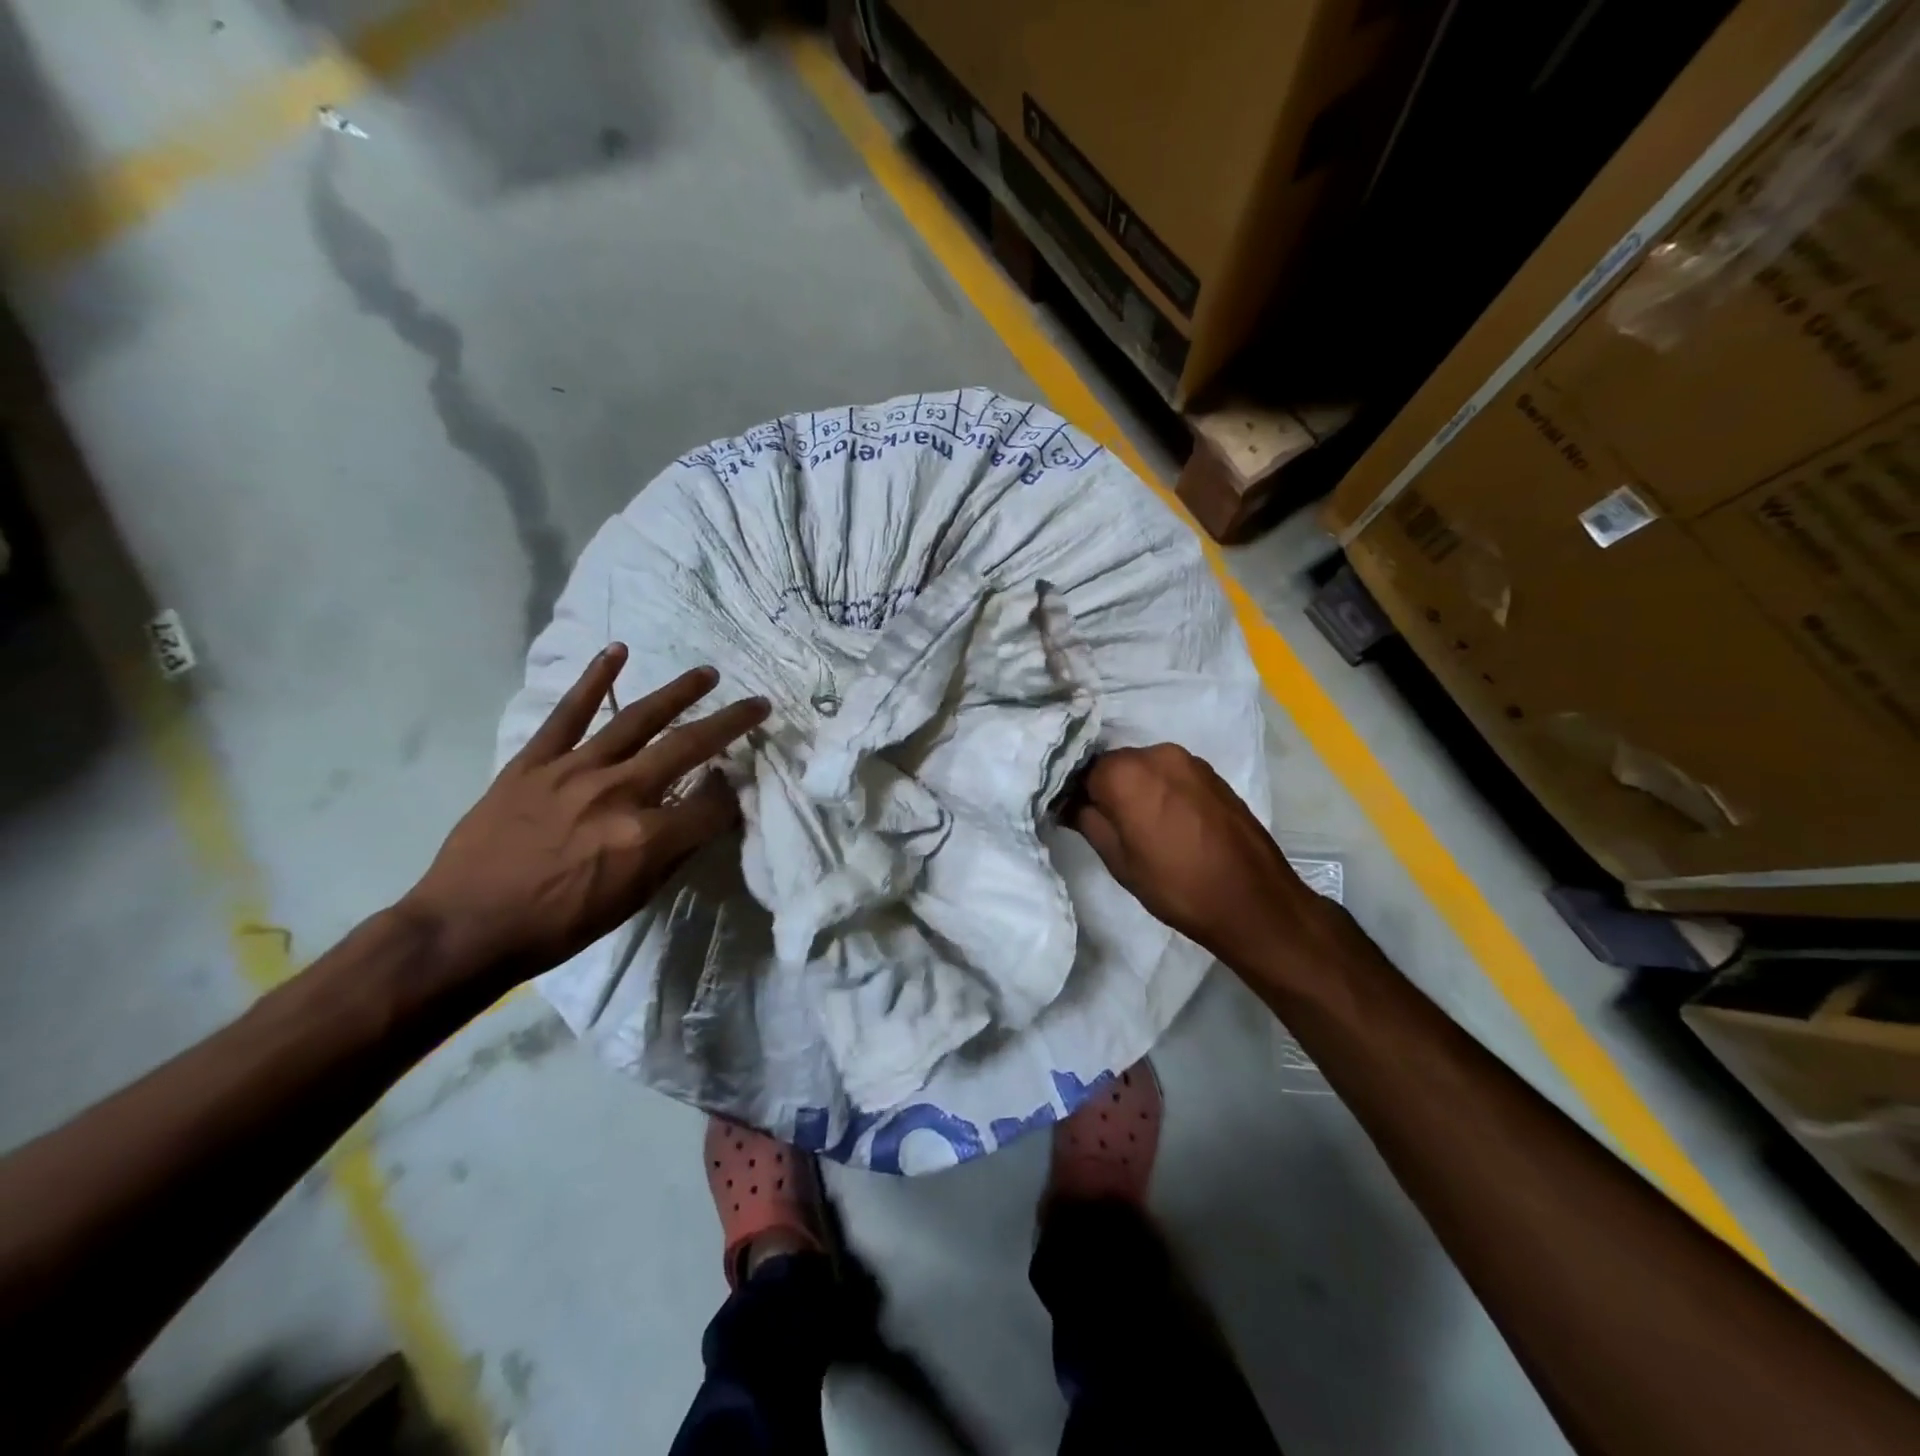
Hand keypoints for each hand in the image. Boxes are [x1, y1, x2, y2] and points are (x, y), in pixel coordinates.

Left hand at [402, 645, 768, 984]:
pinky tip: (617, 651)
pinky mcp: (535, 760)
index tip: (740, 786)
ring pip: (638, 719)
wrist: (465, 927)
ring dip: (679, 693)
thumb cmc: (558, 925)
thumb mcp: (632, 900)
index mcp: (647, 837)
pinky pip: (569, 712)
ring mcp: (576, 770)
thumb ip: (674, 852)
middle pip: (689, 747)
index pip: (713, 805)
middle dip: (731, 724)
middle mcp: (620, 793)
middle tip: (758, 704)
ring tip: (708, 674)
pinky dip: (594, 679)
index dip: (733, 795)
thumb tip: (704, 817)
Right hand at [1063, 744, 1330, 972]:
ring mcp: (1190, 761)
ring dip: (1137, 789)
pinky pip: (1173, 775)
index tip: (1075, 818)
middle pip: (1116, 765)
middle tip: (1109, 826)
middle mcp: (1157, 754)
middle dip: (1107, 789)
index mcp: (1126, 772)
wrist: (1252, 900)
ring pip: (1146, 768)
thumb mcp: (1119, 861)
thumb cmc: (1175, 885)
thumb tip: (1069, 803)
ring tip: (1143, 827)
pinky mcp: (1214, 774)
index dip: (1076, 795)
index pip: (1083, 771)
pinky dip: (1163, 791)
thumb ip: (1088, 822)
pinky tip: (1171, 823)